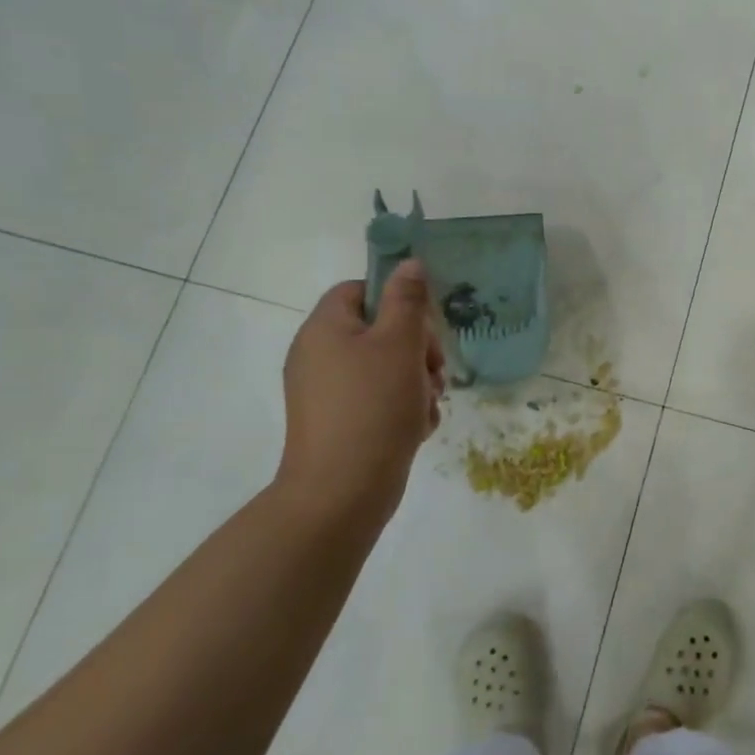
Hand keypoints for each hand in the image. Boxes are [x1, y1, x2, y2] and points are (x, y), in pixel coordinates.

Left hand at [275, 261, 445, 518]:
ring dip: (416, 380)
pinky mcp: (339, 423)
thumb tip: (409, 263)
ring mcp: (327, 393)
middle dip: (417, 347)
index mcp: (324, 329)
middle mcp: (318, 356)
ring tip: (428, 404)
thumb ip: (407, 300)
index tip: (424, 324)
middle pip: (378, 330)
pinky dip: (401, 408)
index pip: (360, 290)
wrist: (342, 492)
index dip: (396, 300)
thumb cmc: (373, 406)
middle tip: (435, 370)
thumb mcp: (399, 344)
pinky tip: (416, 427)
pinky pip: (377, 400)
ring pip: (385, 368)